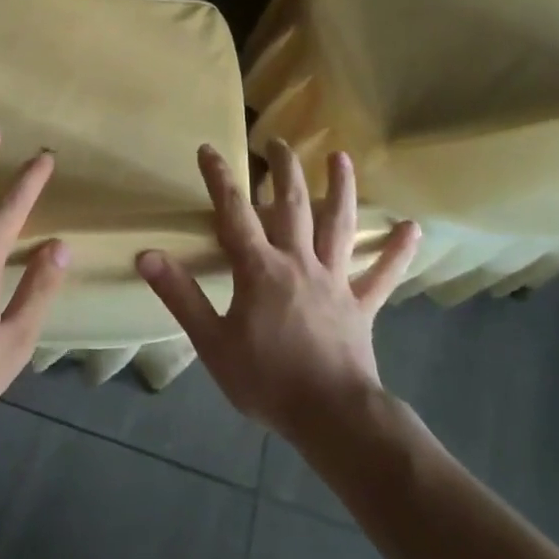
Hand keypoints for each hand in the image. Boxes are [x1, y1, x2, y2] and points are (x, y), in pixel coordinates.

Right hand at [137, 141, 418, 442]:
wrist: (332, 418)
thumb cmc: (267, 380)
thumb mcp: (212, 341)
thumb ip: (180, 295)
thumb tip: (147, 255)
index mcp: (260, 269)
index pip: (235, 213)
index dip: (220, 179)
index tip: (208, 149)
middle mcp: (299, 262)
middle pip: (291, 205)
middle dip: (283, 170)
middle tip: (278, 140)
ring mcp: (335, 281)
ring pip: (338, 225)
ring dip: (341, 189)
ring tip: (342, 157)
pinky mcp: (360, 304)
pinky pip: (381, 275)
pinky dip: (396, 251)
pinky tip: (412, 228)